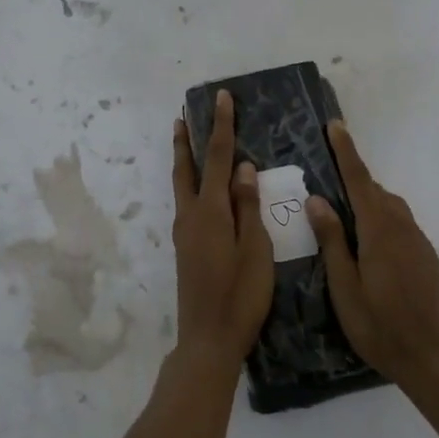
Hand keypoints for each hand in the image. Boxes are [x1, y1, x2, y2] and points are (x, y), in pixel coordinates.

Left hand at [171, 90, 274, 367]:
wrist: (209, 339)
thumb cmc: (241, 296)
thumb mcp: (256, 250)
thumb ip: (249, 208)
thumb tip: (244, 168)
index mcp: (212, 212)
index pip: (220, 158)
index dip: (221, 126)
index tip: (221, 98)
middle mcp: (192, 215)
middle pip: (188, 168)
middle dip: (188, 140)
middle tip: (183, 115)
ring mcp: (185, 232)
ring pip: (182, 185)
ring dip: (185, 160)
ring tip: (186, 139)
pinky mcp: (186, 247)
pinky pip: (187, 202)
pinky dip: (191, 183)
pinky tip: (201, 189)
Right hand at [307, 120, 438, 381]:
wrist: (431, 358)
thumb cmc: (378, 326)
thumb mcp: (344, 286)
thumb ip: (332, 240)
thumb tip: (317, 199)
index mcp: (379, 232)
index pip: (360, 181)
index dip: (347, 153)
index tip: (336, 126)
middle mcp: (403, 229)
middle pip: (377, 192)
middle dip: (355, 179)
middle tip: (329, 179)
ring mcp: (420, 243)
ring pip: (392, 208)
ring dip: (370, 200)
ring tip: (345, 213)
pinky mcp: (428, 258)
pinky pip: (402, 225)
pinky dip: (383, 220)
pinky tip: (370, 244)